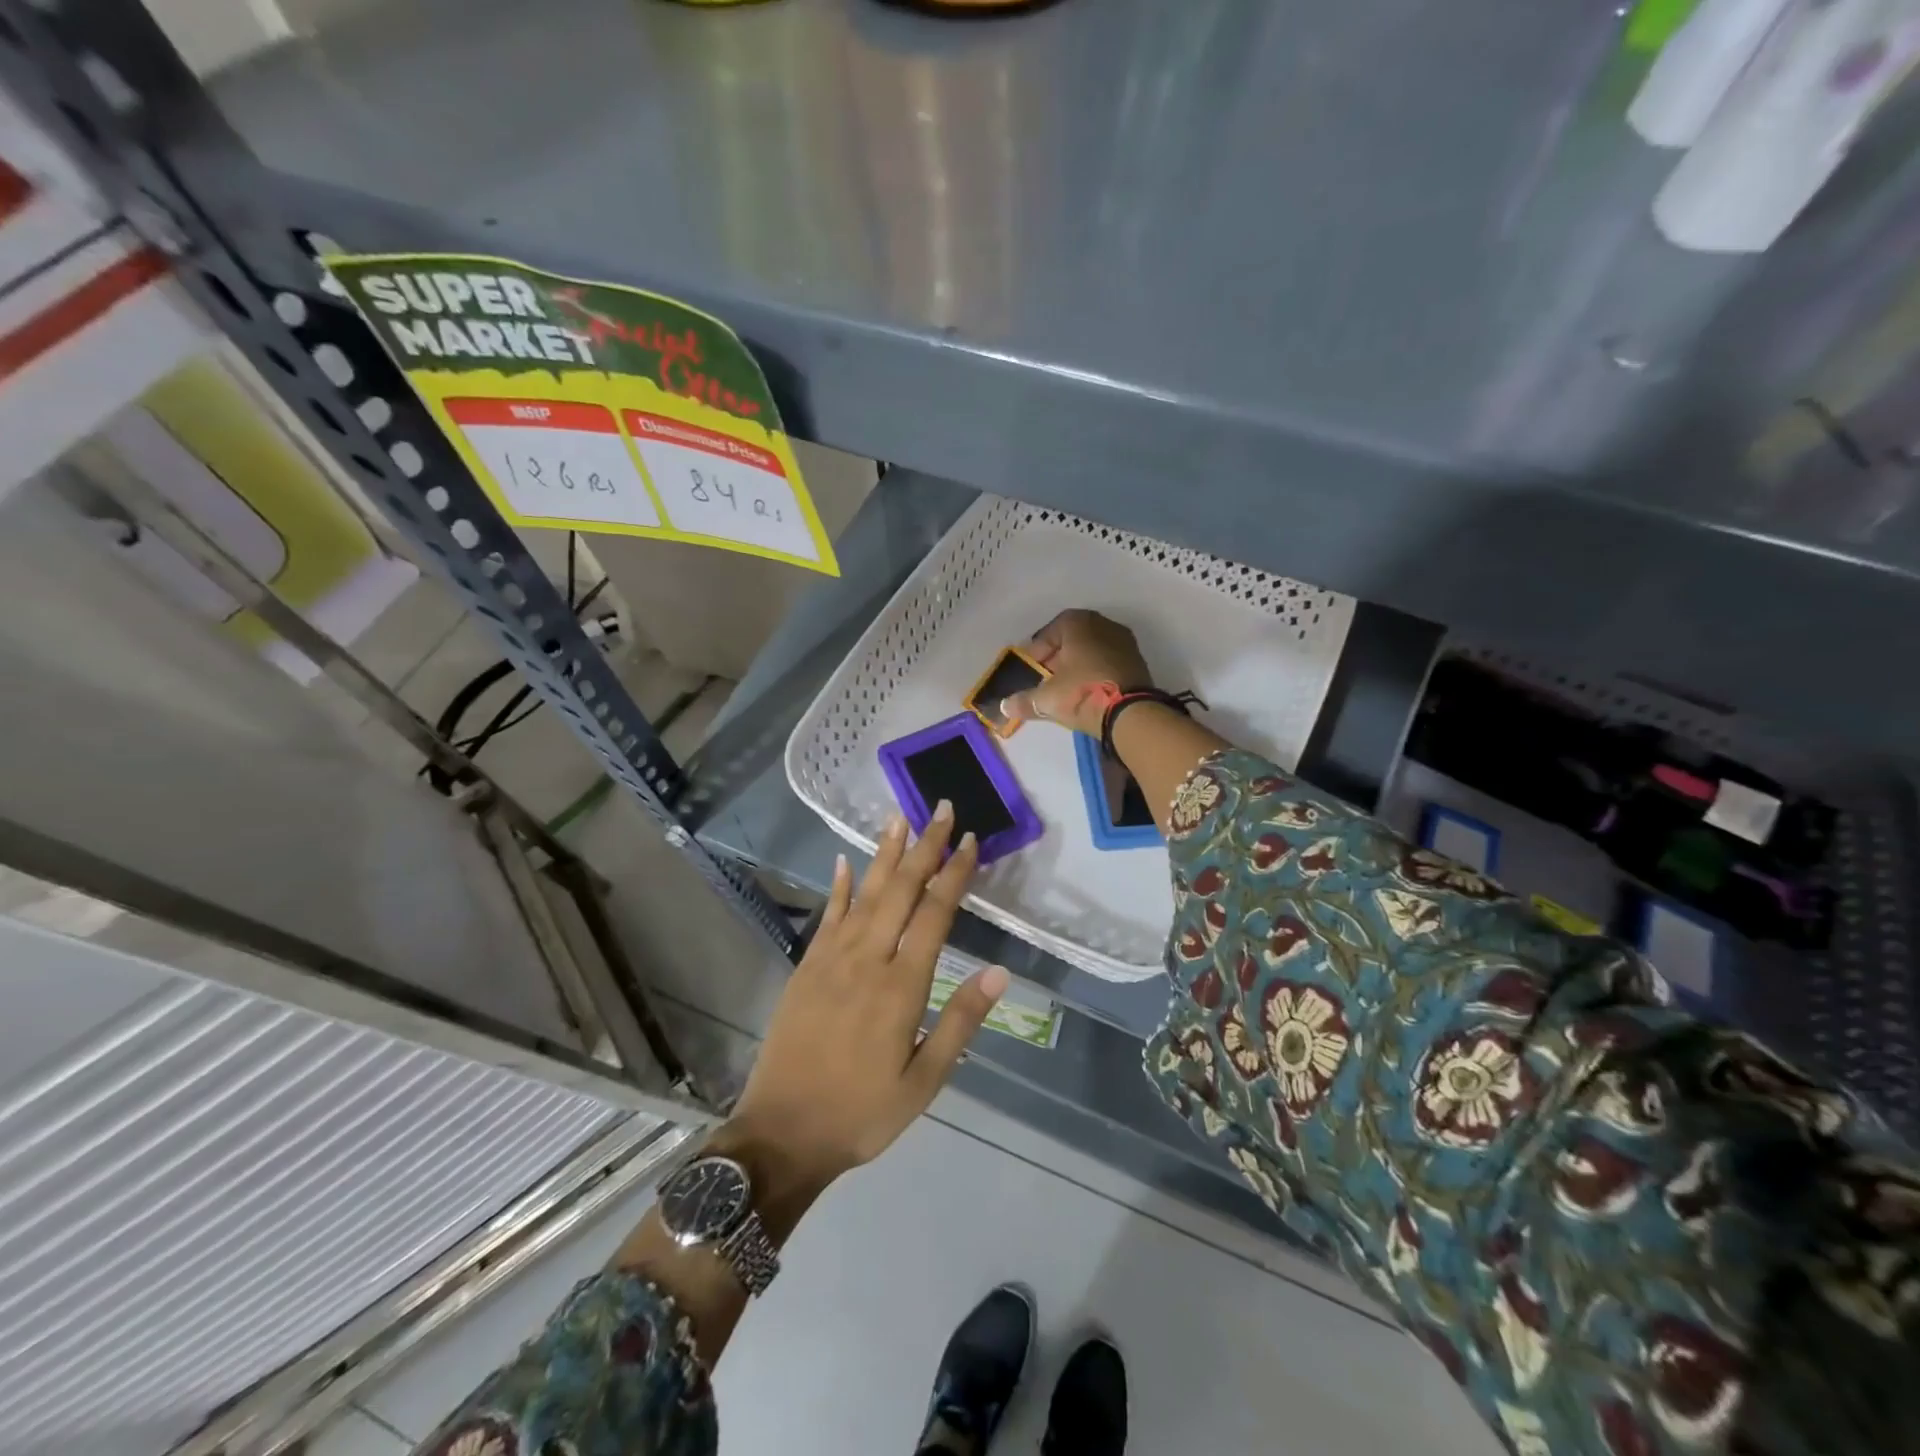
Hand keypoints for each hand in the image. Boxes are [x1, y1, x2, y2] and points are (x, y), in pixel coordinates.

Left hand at [723, 805, 1009, 1207]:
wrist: (782, 1134)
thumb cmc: (862, 1113)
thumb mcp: (925, 1082)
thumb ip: (960, 1022)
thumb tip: (999, 972)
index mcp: (901, 987)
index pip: (935, 914)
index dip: (954, 874)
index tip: (970, 841)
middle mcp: (867, 960)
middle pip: (900, 890)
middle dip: (925, 847)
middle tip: (943, 810)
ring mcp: (831, 959)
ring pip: (865, 893)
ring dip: (885, 853)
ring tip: (900, 817)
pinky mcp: (806, 967)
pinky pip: (828, 915)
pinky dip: (840, 886)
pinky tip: (847, 861)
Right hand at [1002, 609, 1152, 736]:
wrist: (1131, 712)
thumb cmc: (1082, 692)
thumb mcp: (1047, 699)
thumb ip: (1024, 700)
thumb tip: (1004, 706)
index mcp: (1078, 623)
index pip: (1050, 631)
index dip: (1038, 651)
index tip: (1032, 669)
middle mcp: (1103, 624)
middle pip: (1073, 639)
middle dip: (1058, 658)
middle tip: (1047, 679)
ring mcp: (1124, 641)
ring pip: (1092, 649)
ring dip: (1078, 665)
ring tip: (1067, 688)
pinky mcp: (1138, 661)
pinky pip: (1108, 662)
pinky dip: (1096, 672)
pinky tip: (1089, 692)